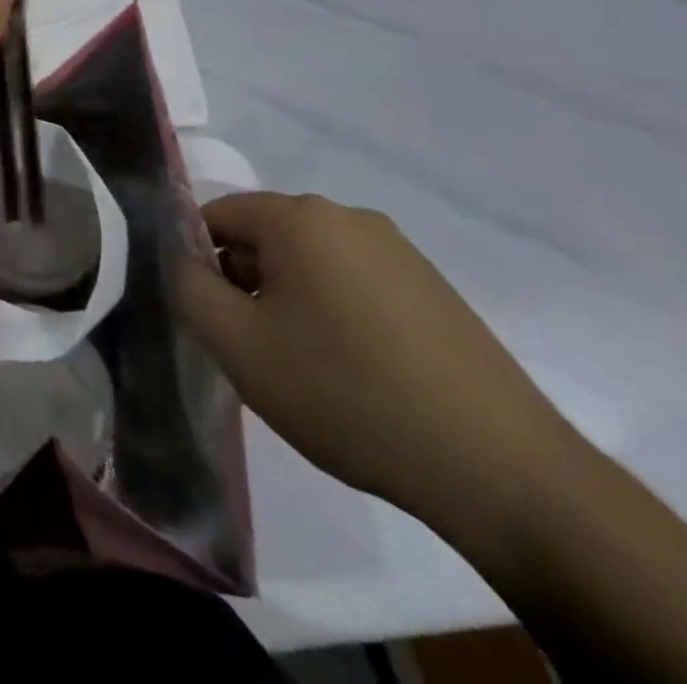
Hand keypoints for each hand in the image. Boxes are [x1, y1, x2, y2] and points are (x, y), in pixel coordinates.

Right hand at [178, 192, 583, 536]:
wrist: (502, 471)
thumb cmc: (348, 394)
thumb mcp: (239, 346)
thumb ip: (189, 289)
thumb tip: (184, 261)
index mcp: (299, 217)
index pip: (216, 215)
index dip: (199, 263)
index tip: (213, 319)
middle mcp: (348, 216)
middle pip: (264, 236)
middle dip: (245, 283)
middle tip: (256, 350)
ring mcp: (398, 250)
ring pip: (309, 261)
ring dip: (289, 301)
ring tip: (306, 367)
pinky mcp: (432, 287)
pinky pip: (354, 282)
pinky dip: (335, 314)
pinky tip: (355, 372)